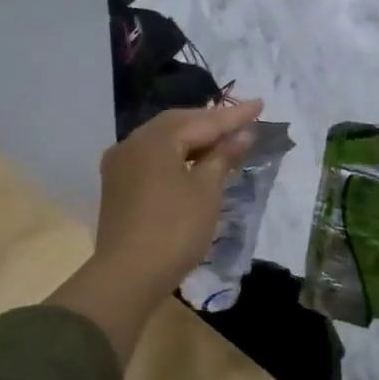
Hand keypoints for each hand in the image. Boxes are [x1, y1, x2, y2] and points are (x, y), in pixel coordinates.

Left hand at [52, 103, 262, 359]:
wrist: (127, 276)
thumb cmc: (174, 230)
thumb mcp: (206, 191)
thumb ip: (223, 157)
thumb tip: (241, 134)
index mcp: (155, 139)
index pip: (203, 121)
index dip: (234, 115)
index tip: (260, 104)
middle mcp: (133, 143)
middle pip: (179, 124)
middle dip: (211, 122)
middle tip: (243, 120)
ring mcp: (121, 164)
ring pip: (163, 141)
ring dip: (193, 138)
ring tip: (223, 139)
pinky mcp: (118, 185)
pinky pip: (152, 158)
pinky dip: (176, 155)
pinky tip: (193, 162)